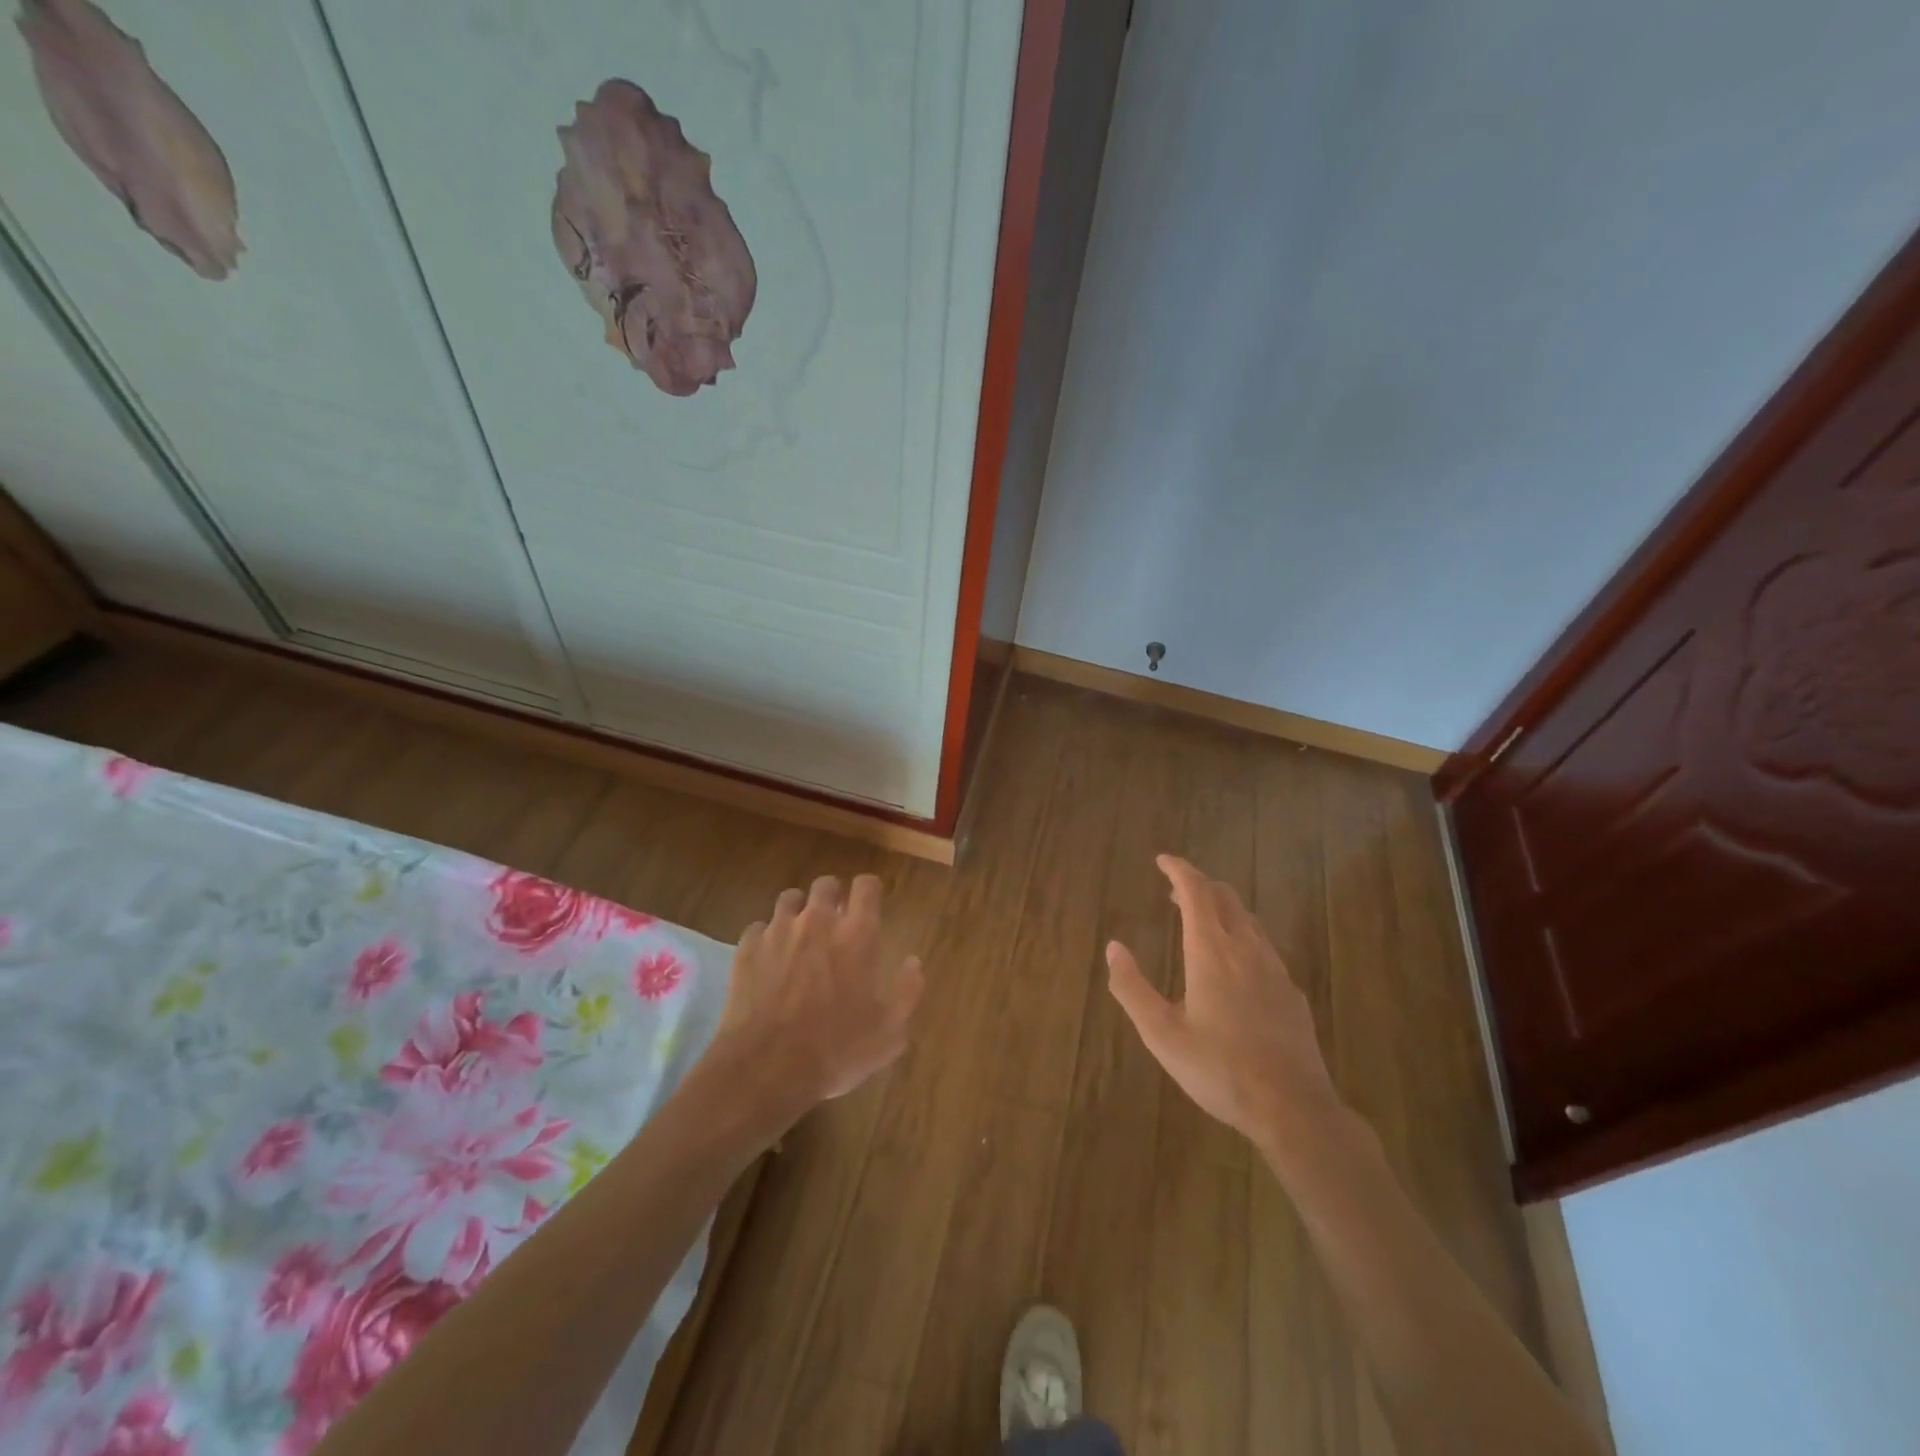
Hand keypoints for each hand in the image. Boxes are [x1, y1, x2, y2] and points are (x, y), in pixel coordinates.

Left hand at [708, 874, 923, 1123]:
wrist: (767, 1069)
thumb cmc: (836, 1050)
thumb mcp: (889, 1032)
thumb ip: (907, 991)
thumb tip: (913, 962)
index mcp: (857, 935)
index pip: (866, 885)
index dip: (869, 891)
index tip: (869, 906)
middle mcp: (818, 921)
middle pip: (826, 884)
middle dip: (832, 897)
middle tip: (835, 923)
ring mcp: (778, 932)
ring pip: (789, 899)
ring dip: (798, 911)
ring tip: (800, 936)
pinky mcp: (747, 949)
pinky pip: (758, 927)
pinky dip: (766, 937)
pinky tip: (769, 959)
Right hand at [1108, 855, 1342, 1151]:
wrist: (1292, 1108)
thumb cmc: (1218, 1069)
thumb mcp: (1161, 1033)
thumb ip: (1132, 987)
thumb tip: (1113, 947)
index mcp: (1211, 952)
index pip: (1196, 892)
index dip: (1179, 870)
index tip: (1163, 860)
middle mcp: (1246, 949)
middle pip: (1225, 898)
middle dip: (1199, 886)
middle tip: (1176, 891)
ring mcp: (1275, 970)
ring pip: (1248, 920)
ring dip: (1222, 909)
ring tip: (1202, 921)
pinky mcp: (1291, 992)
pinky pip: (1264, 946)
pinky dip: (1242, 935)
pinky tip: (1236, 963)